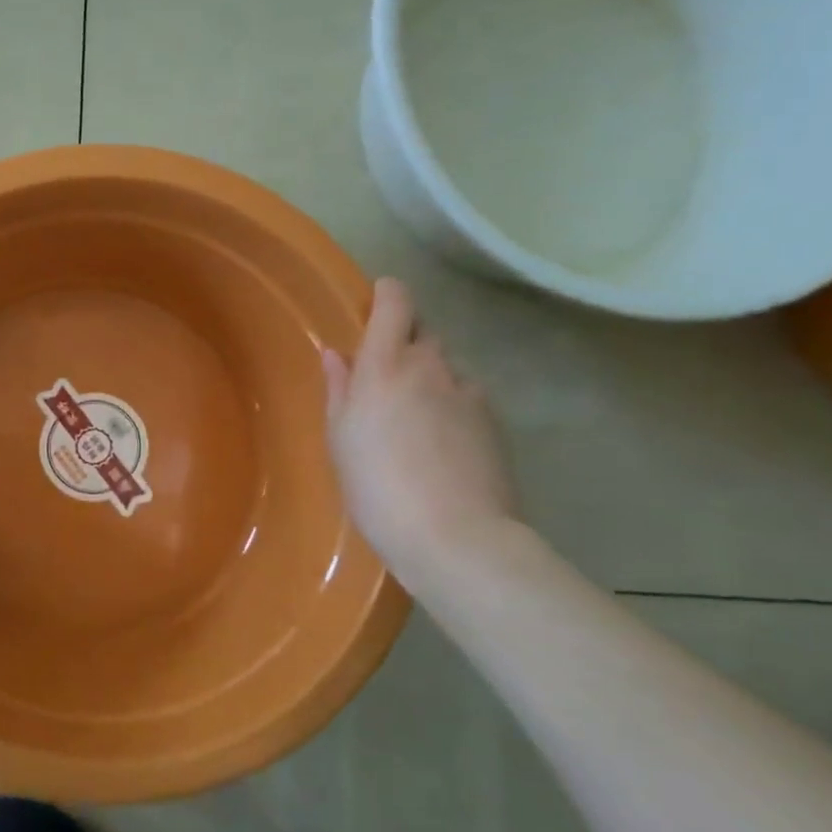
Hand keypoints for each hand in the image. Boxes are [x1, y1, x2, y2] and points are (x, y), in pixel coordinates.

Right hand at [323, 278, 518, 571]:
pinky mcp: (494, 422)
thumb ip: (340, 389)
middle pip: (422, 332)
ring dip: (428, 376)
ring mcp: (469, 393)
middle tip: (381, 376)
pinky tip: (439, 443)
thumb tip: (337, 355)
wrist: (455, 537)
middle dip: (403, 341)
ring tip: (411, 417)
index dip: (387, 294)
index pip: (396, 303)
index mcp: (386, 365)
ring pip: (446, 366)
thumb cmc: (377, 486)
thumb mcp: (341, 439)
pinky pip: (465, 396)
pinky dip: (450, 404)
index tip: (374, 302)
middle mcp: (432, 366)